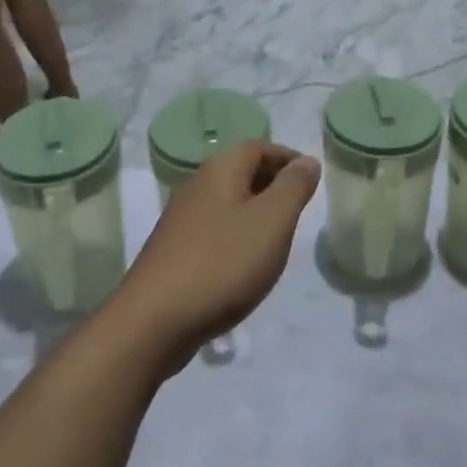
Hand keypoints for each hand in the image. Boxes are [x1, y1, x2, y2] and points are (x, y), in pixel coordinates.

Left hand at [111, 141, 320, 371]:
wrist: (154, 320)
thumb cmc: (222, 262)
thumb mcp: (272, 221)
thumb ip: (293, 187)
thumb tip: (307, 161)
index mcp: (220, 169)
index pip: (259, 147)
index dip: (288, 158)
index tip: (312, 179)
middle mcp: (197, 185)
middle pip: (241, 171)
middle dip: (273, 183)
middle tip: (301, 207)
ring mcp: (181, 218)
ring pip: (228, 201)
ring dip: (255, 211)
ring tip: (279, 237)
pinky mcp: (174, 250)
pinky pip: (215, 229)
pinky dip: (237, 235)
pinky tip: (246, 264)